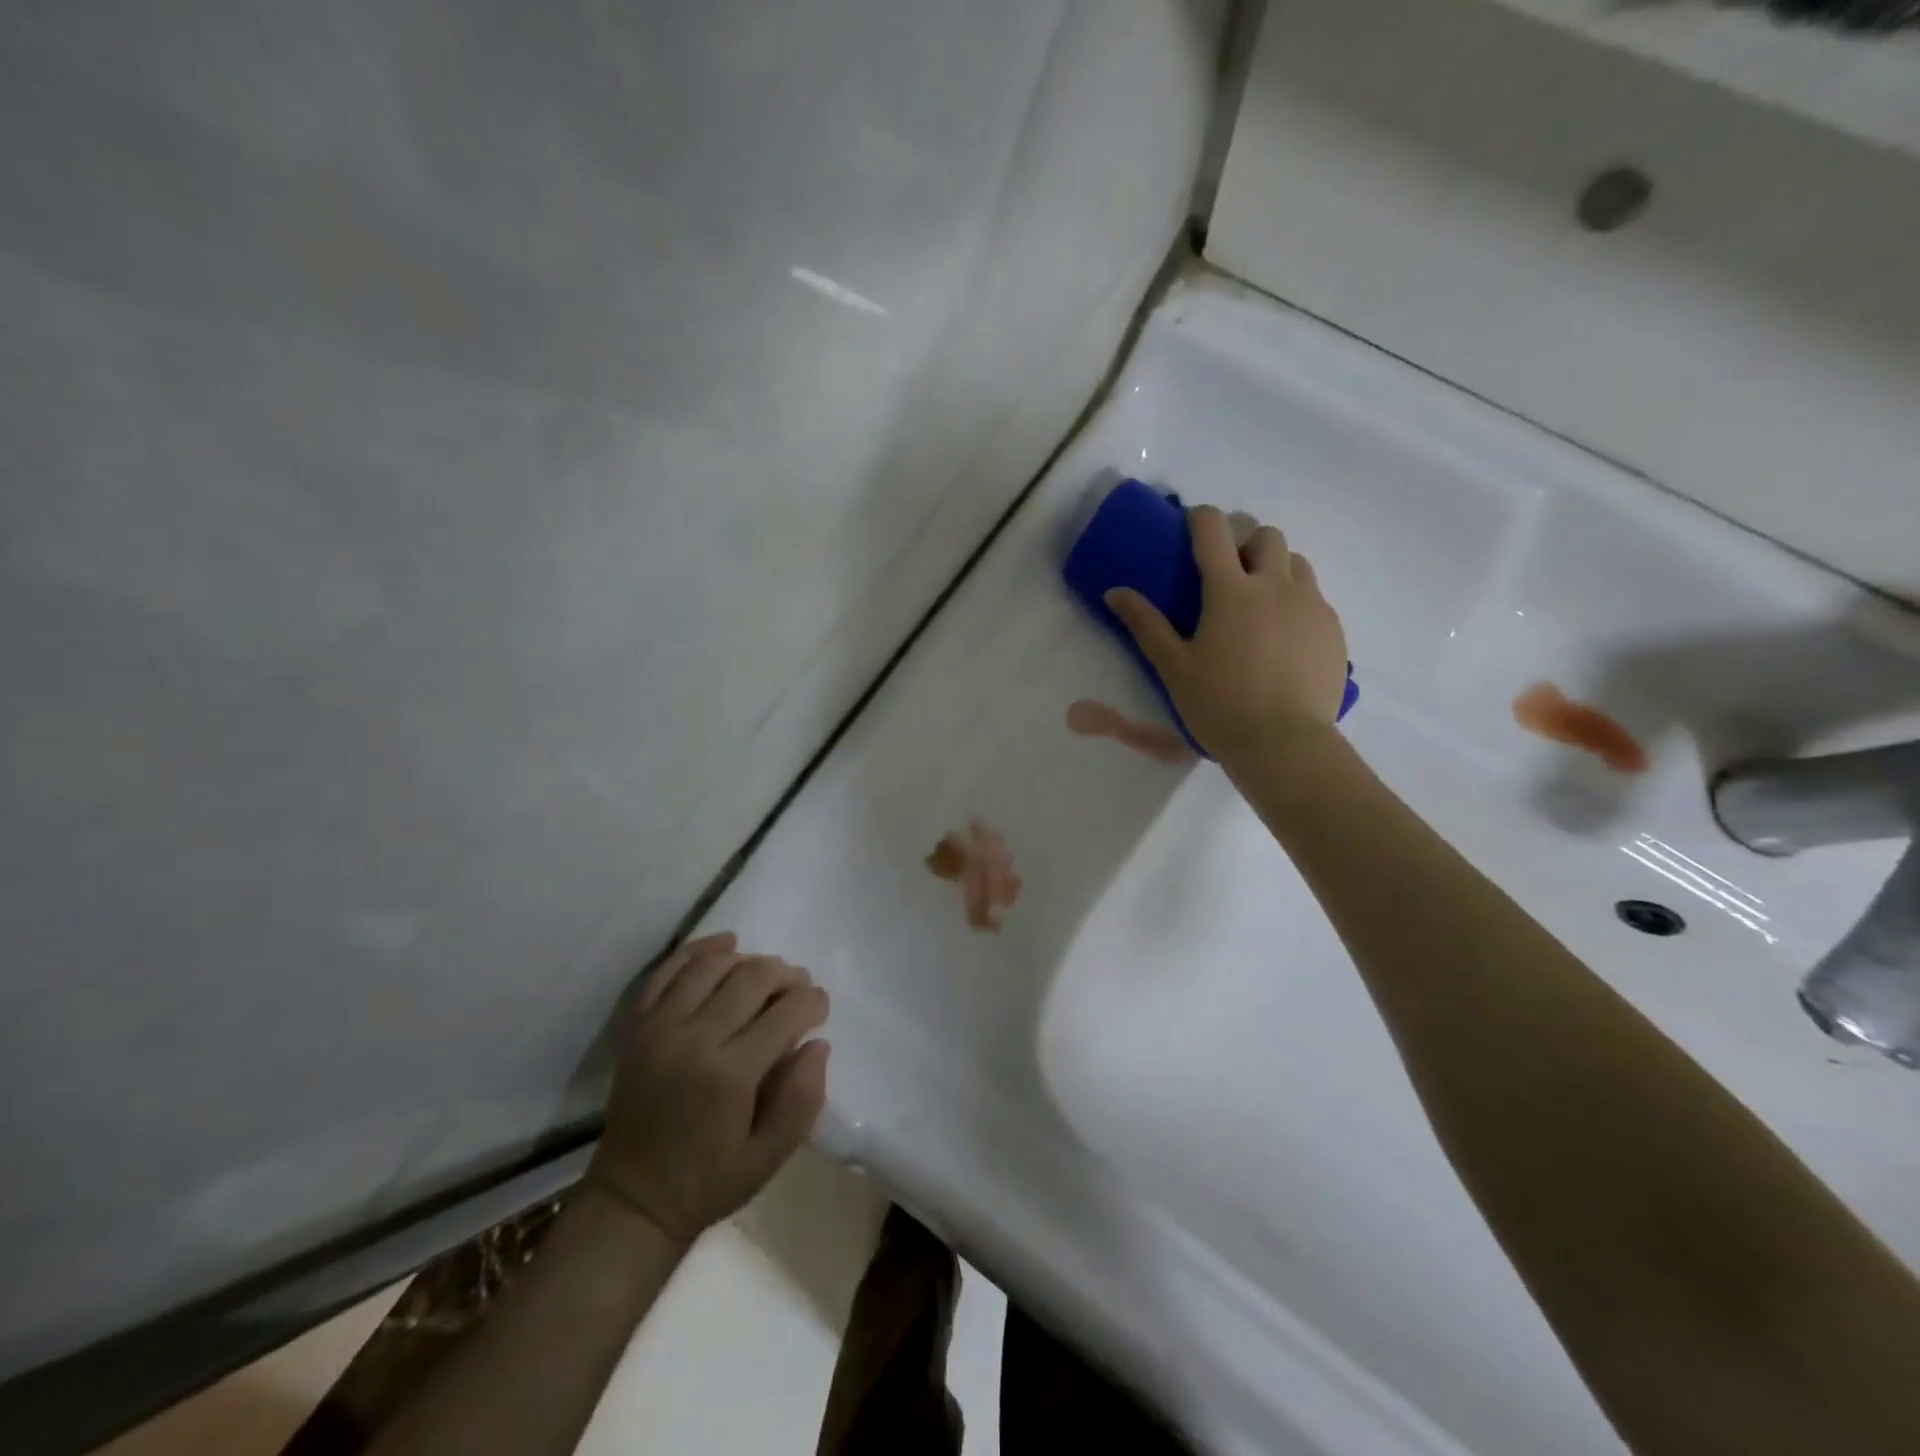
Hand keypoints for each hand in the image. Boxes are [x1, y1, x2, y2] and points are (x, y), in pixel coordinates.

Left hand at [587, 932, 829, 1245]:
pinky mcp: (636, 1026)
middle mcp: (692, 1040)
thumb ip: (802, 1100)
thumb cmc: (708, 1182)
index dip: (812, 1002)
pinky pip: (668, 969)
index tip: (820, 1009)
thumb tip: (817, 1044)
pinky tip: (726, 945)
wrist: (631, 1201)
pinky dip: (699, 949)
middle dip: (786, 976)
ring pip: (712, 965)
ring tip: (765, 975)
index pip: (785, 1013)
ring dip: (748, 960)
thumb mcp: (769, 1158)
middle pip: (751, 978)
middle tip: (799, 988)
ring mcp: (658, 1028)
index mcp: (729, 1076)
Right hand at [1106, 505, 1346, 766]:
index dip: (1200, 518)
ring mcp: (1310, 604)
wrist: (1283, 744)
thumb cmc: (1219, 705)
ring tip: (1258, 602)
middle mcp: (1275, 585)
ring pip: (1295, 562)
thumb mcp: (1173, 667)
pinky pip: (1314, 596)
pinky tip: (1282, 636)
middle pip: (1265, 535)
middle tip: (1228, 573)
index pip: (1214, 529)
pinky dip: (1295, 600)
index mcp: (1230, 590)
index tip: (1190, 528)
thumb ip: (1145, 624)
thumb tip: (1115, 592)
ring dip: (1274, 567)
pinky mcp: (1332, 628)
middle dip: (1244, 541)